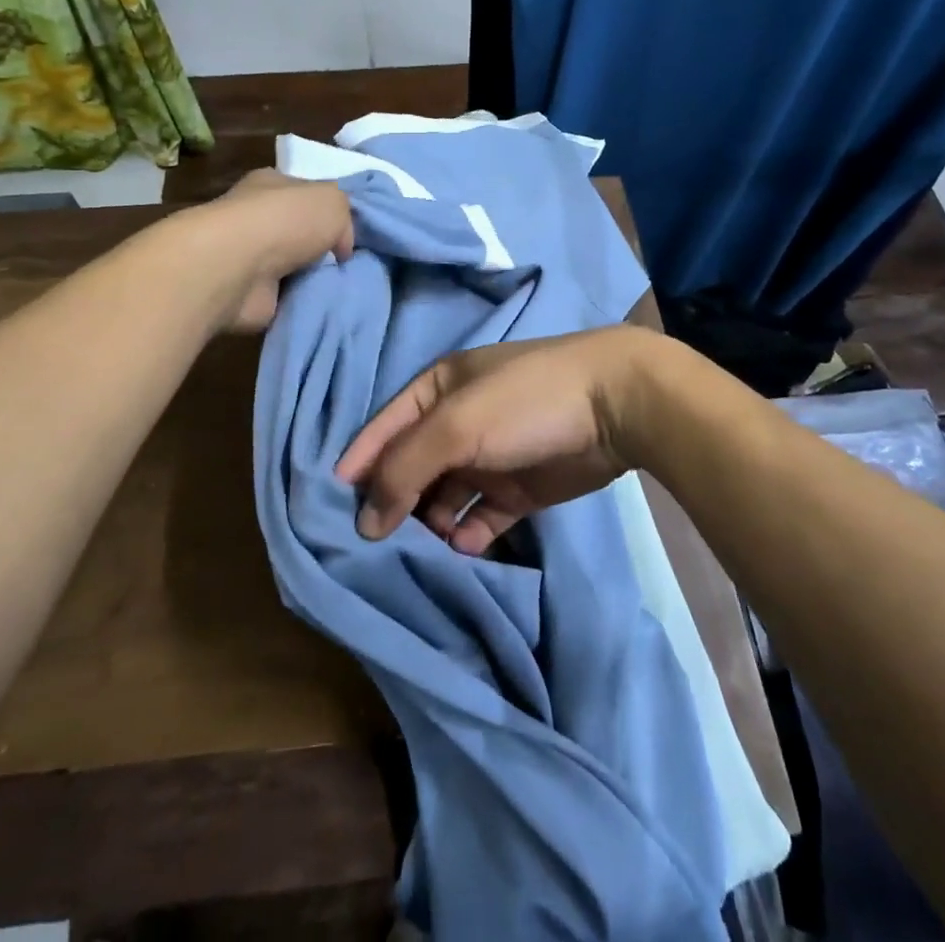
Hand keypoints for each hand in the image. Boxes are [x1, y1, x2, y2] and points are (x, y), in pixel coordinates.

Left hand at [200, 169, 354, 332]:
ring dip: (316, 278)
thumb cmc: (284, 221)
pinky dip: (303, 302)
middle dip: (325, 249)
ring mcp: (250, 258)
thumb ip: (345, 215)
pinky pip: (288, 298)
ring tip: (343, 286)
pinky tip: (322, 304)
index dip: (330, 211)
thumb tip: (340, 246)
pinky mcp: (249, 294)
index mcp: (271, 185)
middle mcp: (257, 218)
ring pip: (296, 267)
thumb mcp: (333, 199)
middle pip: (302, 233)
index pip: (306, 193)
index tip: (352, 231)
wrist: (238, 269)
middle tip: (351, 263)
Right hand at [335, 327, 660, 553]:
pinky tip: (463, 549)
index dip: (358, 464)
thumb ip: (404, 468)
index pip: (383, 429)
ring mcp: (488, 457)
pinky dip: (467, 534)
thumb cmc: (525, 402)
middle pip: (410, 467)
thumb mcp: (456, 425)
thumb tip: (364, 520)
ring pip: (442, 497)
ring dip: (429, 523)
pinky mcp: (518, 489)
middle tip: (371, 548)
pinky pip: (479, 516)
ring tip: (419, 554)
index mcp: (436, 390)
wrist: (616, 405)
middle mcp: (456, 422)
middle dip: (392, 502)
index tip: (328, 509)